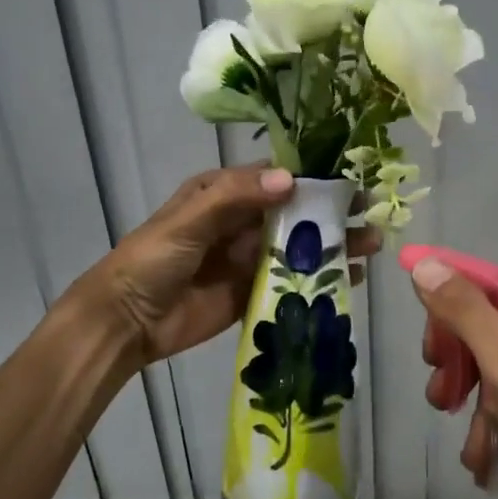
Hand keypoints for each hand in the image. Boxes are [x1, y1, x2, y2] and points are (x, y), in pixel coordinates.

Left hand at [82, 165, 381, 367]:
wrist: (127, 321)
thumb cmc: (153, 259)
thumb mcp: (189, 219)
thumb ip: (235, 197)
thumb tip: (291, 180)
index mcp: (225, 194)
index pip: (276, 177)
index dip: (314, 177)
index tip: (351, 179)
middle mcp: (242, 222)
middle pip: (296, 213)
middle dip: (332, 213)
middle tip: (371, 214)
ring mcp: (249, 259)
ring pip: (299, 246)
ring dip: (333, 245)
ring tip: (370, 246)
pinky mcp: (254, 293)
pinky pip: (292, 281)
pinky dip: (320, 279)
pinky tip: (350, 278)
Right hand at [411, 260, 497, 498]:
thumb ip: (464, 310)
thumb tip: (424, 263)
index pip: (481, 282)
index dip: (447, 317)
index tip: (432, 359)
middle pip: (490, 322)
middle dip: (461, 366)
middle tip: (442, 400)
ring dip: (478, 402)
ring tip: (471, 447)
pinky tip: (489, 456)